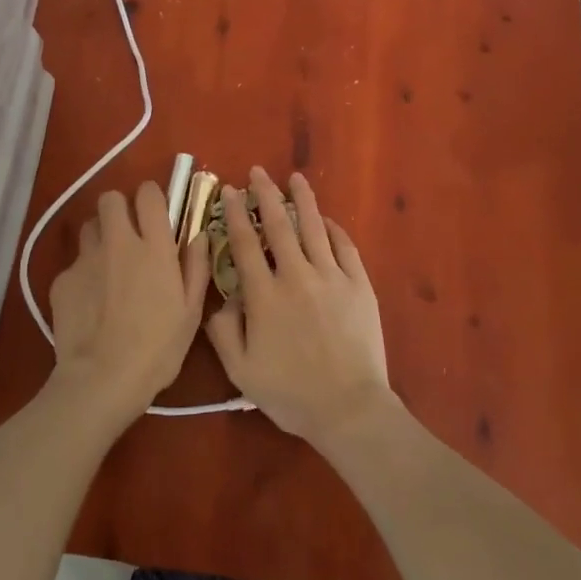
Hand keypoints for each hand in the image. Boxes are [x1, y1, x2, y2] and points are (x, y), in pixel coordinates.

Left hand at [48, 182, 207, 424]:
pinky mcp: (62, 280)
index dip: (151, 197)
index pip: (148, 193)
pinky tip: (90, 302)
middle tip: (128, 234)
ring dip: (100, 237)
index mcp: (154, 247)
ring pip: (89, 227)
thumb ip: (196, 266)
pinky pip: (74, 263)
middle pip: (110, 198)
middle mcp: (118, 243)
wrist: (102, 380)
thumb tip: (199, 235)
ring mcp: (86, 259)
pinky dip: (83, 274)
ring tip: (107, 265)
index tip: (155, 213)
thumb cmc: (157, 349)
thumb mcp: (191, 311)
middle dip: (119, 209)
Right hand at [204, 167, 394, 446]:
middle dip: (266, 194)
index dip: (236, 214)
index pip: (245, 244)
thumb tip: (221, 300)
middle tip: (258, 172)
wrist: (349, 407)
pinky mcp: (359, 285)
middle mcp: (296, 276)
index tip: (231, 192)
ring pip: (314, 228)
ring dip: (303, 200)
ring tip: (295, 179)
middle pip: (279, 226)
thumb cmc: (291, 393)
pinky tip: (327, 220)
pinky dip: (334, 229)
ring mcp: (331, 277)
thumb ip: (223, 332)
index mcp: (264, 295)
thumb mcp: (241, 371)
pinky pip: (345, 247)